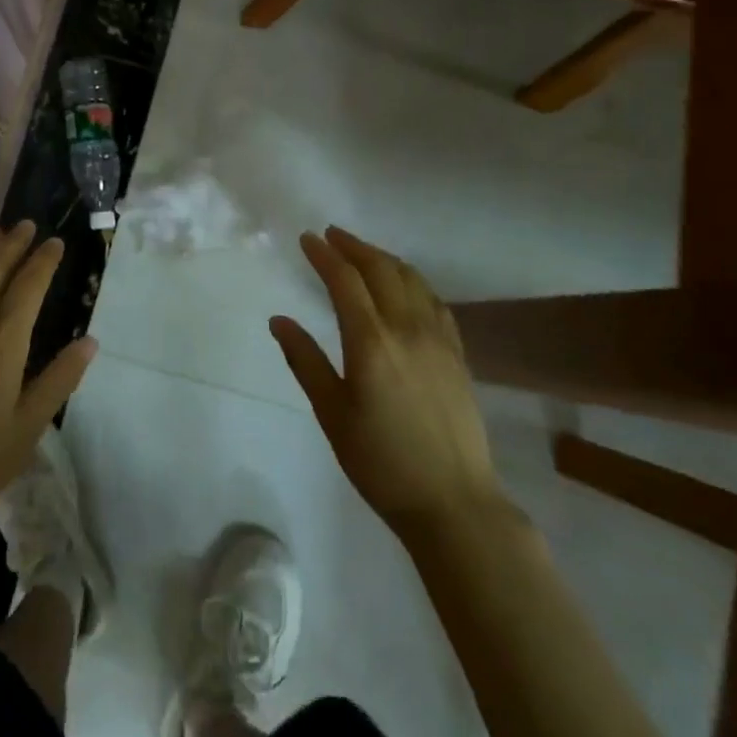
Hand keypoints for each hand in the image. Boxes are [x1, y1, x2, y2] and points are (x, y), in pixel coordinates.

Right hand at [271, 228, 500, 541]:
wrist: (453, 502)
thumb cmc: (381, 461)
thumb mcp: (332, 414)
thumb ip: (305, 361)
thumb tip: (279, 320)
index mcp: (371, 341)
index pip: (345, 281)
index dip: (325, 255)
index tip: (307, 238)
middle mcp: (407, 328)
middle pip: (381, 270)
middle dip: (354, 246)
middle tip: (332, 235)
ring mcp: (438, 339)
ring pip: (412, 280)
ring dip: (384, 258)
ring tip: (363, 253)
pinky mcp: (457, 354)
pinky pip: (435, 301)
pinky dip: (414, 282)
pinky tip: (406, 287)